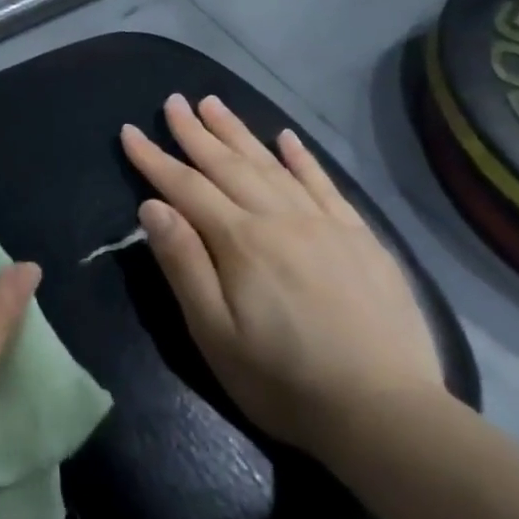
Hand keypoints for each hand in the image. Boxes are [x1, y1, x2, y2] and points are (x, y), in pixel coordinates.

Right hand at [120, 94, 443, 459]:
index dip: (153, 158)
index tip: (130, 131)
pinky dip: (303, 158)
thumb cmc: (284, 381)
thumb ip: (183, 264)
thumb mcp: (214, 333)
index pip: (185, 187)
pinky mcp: (362, 239)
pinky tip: (287, 138)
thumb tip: (151, 206)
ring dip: (240, 132)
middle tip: (174, 101)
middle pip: (228, 164)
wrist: (389, 417)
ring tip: (215, 104)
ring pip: (273, 165)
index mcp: (241, 241)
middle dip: (196, 131)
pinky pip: (325, 185)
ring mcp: (326, 225)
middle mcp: (281, 219)